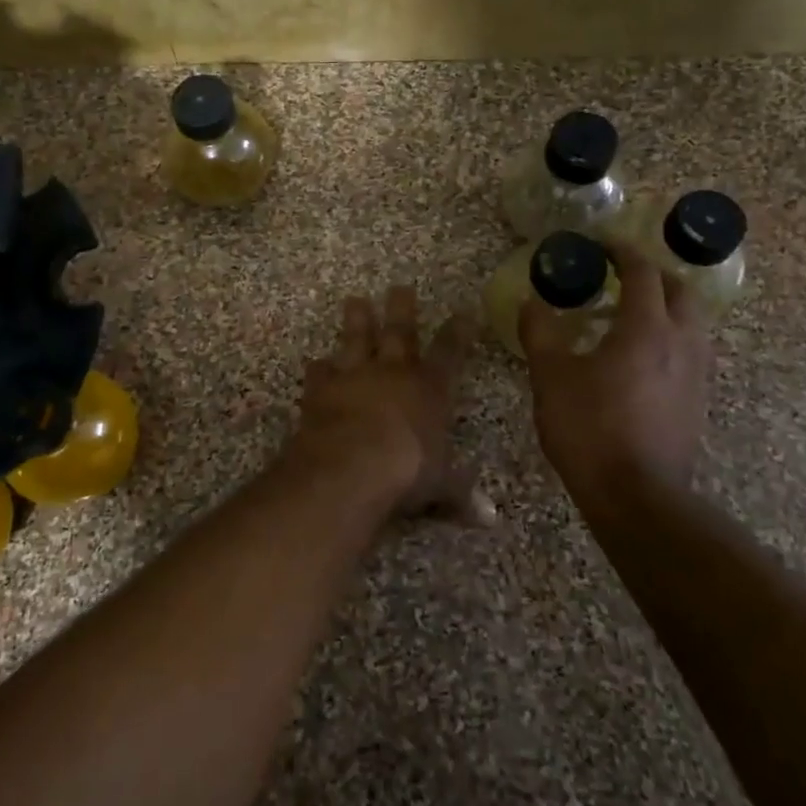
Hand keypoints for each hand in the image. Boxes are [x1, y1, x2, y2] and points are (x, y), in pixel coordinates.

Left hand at [290, 286, 492, 522]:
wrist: (351, 464)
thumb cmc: (406, 471)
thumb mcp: (440, 485)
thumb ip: (461, 493)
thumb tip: (490, 518)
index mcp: (429, 389)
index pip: (449, 353)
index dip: (457, 333)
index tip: (462, 312)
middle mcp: (393, 373)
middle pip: (399, 332)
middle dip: (402, 309)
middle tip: (400, 287)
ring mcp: (355, 376)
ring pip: (357, 339)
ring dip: (357, 320)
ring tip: (355, 300)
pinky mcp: (322, 388)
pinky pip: (320, 373)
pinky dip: (318, 368)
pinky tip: (315, 362)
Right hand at [520, 244, 712, 497]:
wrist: (636, 495)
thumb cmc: (589, 428)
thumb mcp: (550, 376)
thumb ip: (540, 332)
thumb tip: (532, 301)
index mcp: (646, 328)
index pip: (642, 272)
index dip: (621, 251)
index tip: (600, 245)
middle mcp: (681, 342)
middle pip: (680, 290)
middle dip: (652, 275)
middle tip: (621, 276)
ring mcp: (696, 373)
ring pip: (691, 321)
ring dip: (666, 306)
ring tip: (631, 315)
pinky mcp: (698, 400)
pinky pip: (690, 350)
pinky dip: (670, 336)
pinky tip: (641, 358)